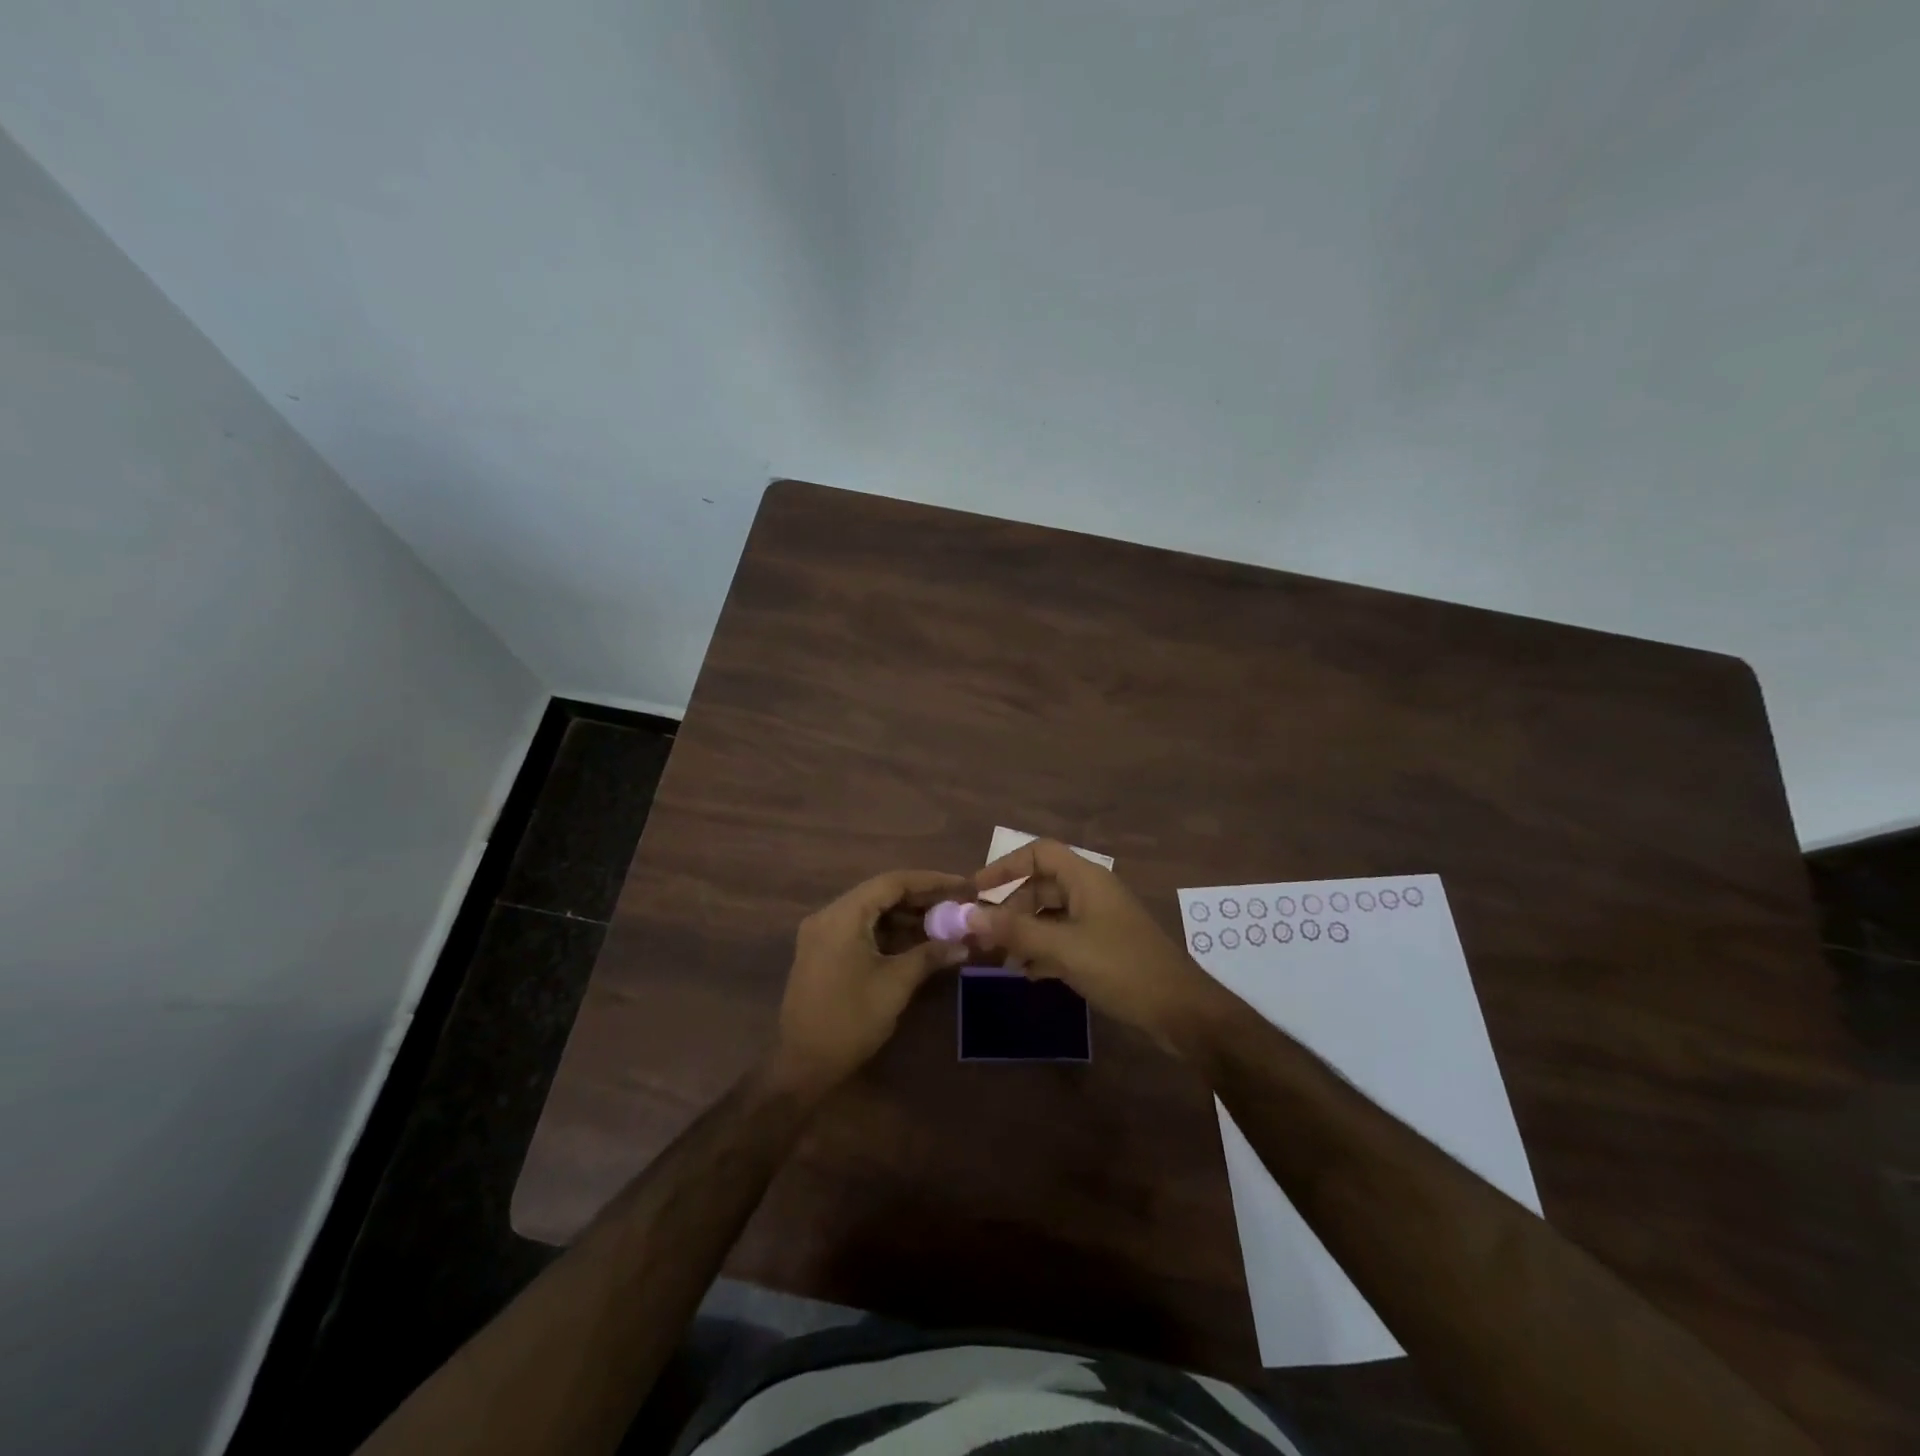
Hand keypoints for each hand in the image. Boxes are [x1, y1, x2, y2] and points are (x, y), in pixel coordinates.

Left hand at [773, 869, 970, 1091]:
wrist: (802, 1065)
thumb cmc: (850, 1020)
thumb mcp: (896, 984)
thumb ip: (929, 955)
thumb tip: (964, 944)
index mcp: (842, 915)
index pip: (892, 882)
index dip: (931, 881)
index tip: (962, 885)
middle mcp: (829, 915)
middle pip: (881, 894)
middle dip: (921, 898)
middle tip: (957, 904)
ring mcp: (823, 934)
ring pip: (872, 912)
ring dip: (906, 916)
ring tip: (944, 922)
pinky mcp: (823, 952)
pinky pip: (861, 929)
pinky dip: (889, 932)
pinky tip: (917, 941)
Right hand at [971, 840, 1221, 1053]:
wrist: (1180, 1010)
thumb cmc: (1121, 967)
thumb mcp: (1063, 948)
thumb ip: (1015, 931)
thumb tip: (967, 915)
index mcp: (1086, 879)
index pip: (1038, 853)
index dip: (1004, 866)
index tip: (975, 890)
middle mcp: (1092, 892)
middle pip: (1041, 886)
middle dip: (1010, 908)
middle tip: (984, 936)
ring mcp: (1100, 920)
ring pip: (1051, 915)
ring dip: (1024, 933)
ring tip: (1000, 959)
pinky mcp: (1105, 947)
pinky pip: (1064, 938)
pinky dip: (1043, 950)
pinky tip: (1027, 972)